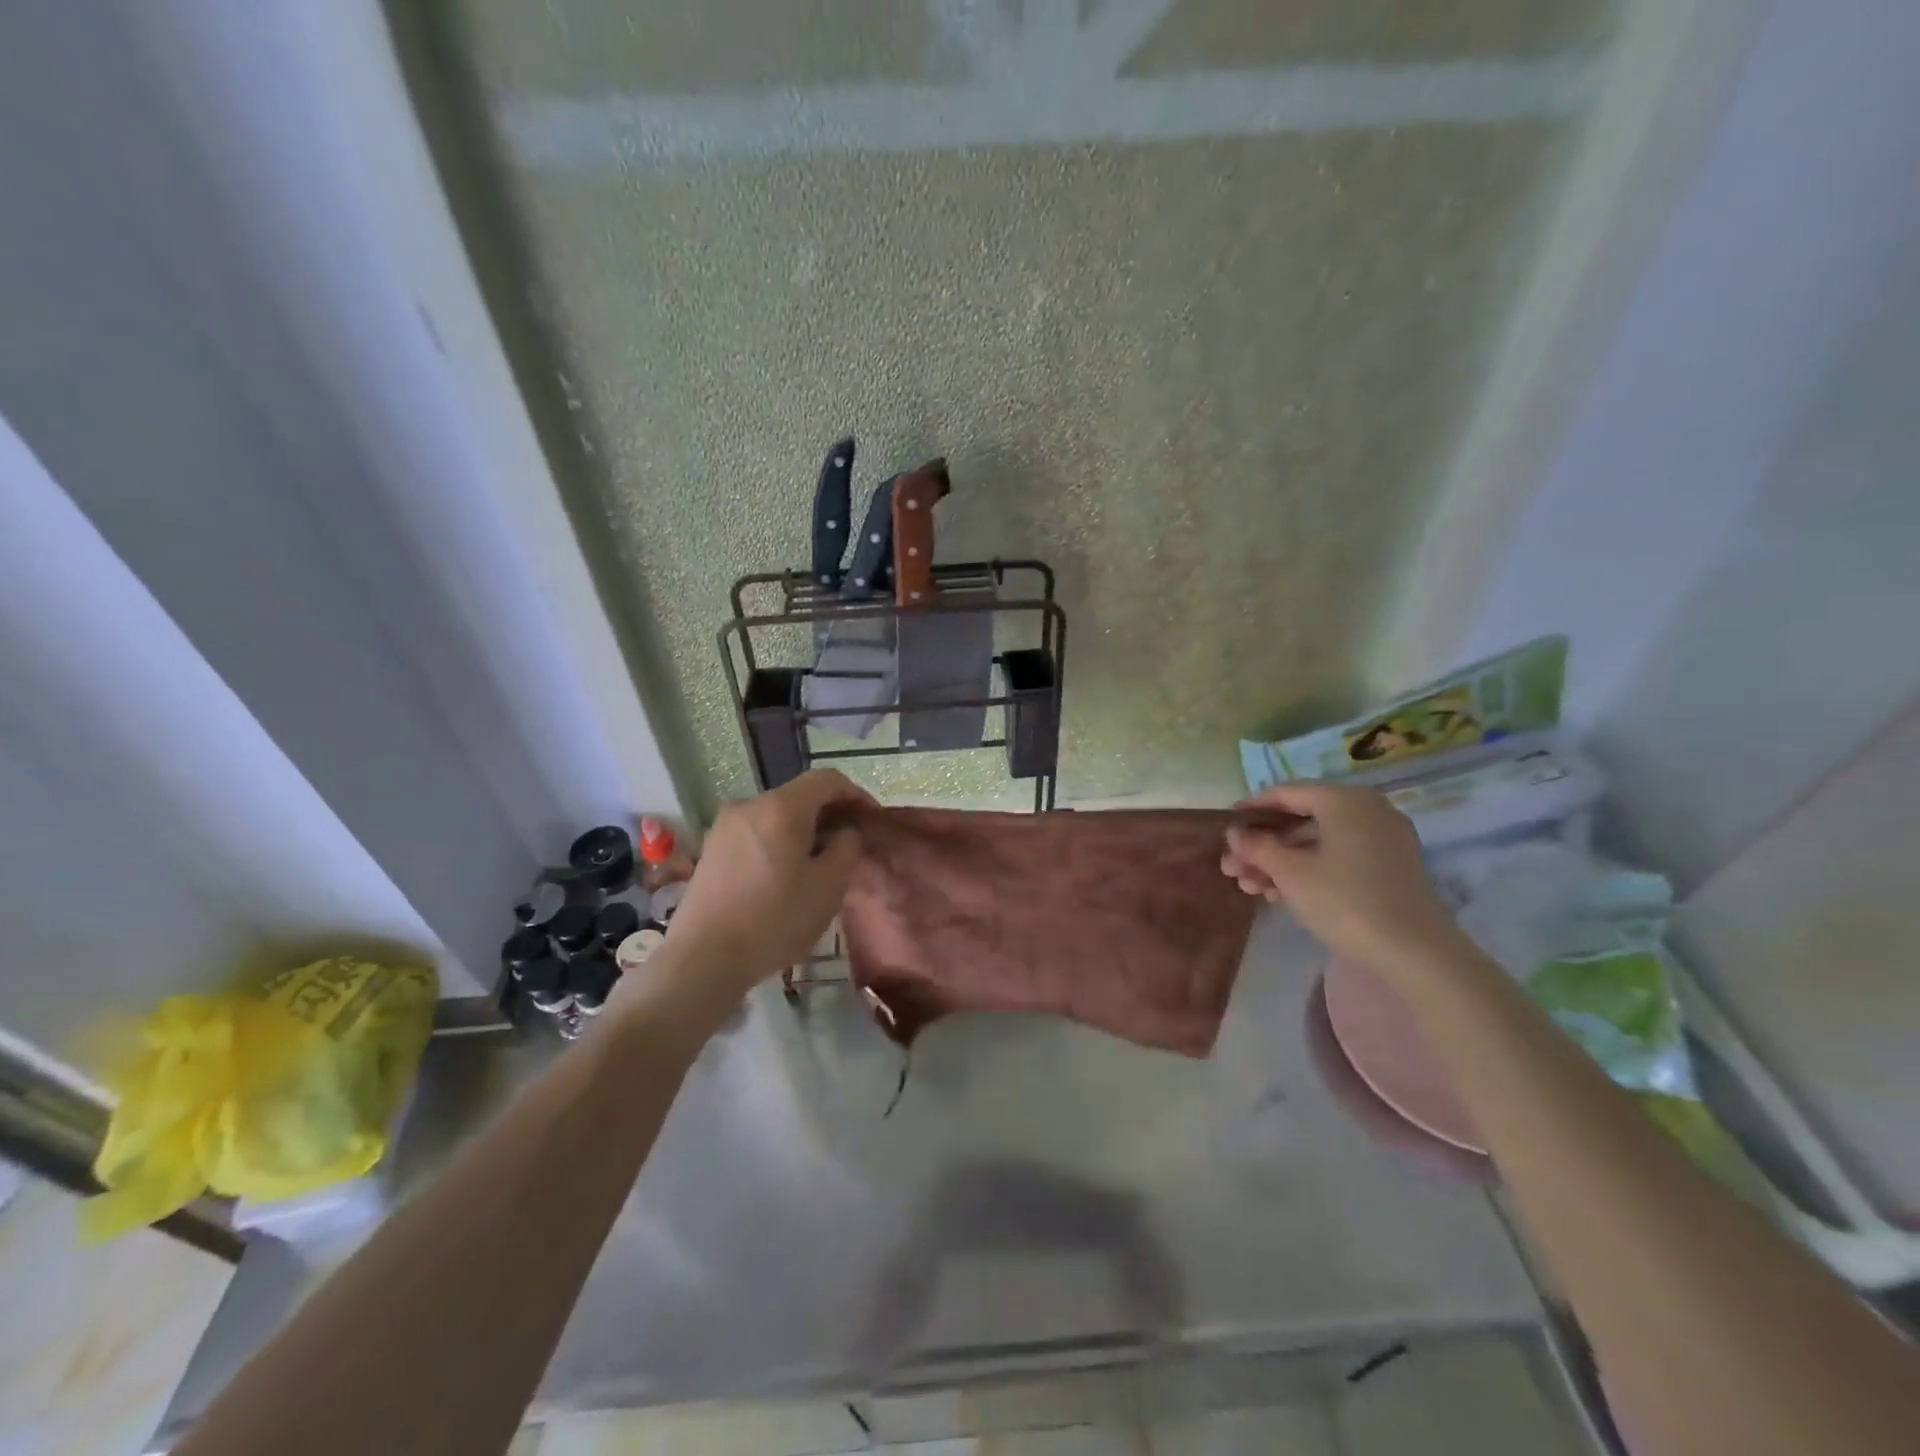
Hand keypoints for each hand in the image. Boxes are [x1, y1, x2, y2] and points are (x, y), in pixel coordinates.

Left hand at [660, 769, 871, 996]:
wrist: (703, 958)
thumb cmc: (775, 920)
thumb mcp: (828, 886)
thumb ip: (847, 847)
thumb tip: (845, 831)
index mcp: (782, 807)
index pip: (827, 779)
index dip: (855, 794)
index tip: (871, 820)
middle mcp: (750, 804)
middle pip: (800, 796)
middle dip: (830, 815)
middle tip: (849, 846)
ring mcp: (725, 826)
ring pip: (777, 816)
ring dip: (804, 831)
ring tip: (819, 864)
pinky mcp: (711, 849)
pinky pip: (756, 833)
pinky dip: (779, 843)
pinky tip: (785, 876)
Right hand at [1221, 782, 1466, 976]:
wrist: (1416, 952)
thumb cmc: (1344, 901)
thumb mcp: (1290, 873)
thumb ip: (1257, 847)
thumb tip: (1234, 833)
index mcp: (1344, 800)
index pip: (1287, 792)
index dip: (1252, 808)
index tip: (1226, 825)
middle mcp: (1367, 809)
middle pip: (1302, 819)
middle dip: (1264, 844)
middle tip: (1233, 867)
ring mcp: (1383, 838)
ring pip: (1319, 841)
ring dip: (1282, 861)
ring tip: (1250, 887)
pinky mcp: (1391, 866)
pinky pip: (1340, 856)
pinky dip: (1310, 868)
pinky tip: (1282, 894)